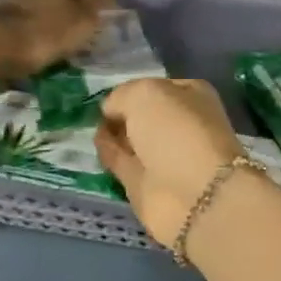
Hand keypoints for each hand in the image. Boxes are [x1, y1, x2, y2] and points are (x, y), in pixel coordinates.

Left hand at [0, 0, 125, 86]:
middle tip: (66, 31)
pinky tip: (20, 44)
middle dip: (56, 7)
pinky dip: (16, 30)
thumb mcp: (81, 16)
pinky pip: (8, 21)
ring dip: (34, 17)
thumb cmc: (42, 34)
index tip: (88, 17)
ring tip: (44, 40)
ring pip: (26, 4)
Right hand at [96, 78, 249, 247]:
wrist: (192, 193)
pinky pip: (122, 161)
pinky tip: (94, 145)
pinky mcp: (146, 182)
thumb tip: (110, 111)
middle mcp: (180, 124)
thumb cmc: (176, 132)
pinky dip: (108, 154)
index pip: (157, 87)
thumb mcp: (145, 94)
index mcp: (191, 96)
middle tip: (94, 111)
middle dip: (121, 113)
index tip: (109, 94)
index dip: (132, 89)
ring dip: (113, 134)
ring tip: (88, 125)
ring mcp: (164, 155)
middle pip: (143, 115)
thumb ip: (122, 96)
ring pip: (132, 139)